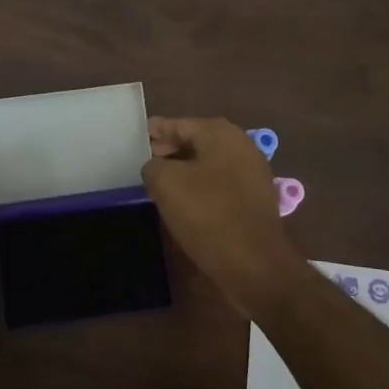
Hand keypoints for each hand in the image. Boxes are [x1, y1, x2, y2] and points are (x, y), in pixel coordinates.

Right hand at [143, 117, 307, 310]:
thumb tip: (156, 167)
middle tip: (142, 161)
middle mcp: (241, 146)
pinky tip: (183, 202)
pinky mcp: (254, 200)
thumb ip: (153, 165)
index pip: (179, 124)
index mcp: (221, 134)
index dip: (155, 131)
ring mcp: (252, 173)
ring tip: (158, 183)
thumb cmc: (208, 214)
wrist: (254, 264)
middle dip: (169, 149)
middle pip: (196, 141)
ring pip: (208, 164)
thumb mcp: (166, 183)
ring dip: (184, 170)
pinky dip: (200, 187)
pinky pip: (219, 184)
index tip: (134, 139)